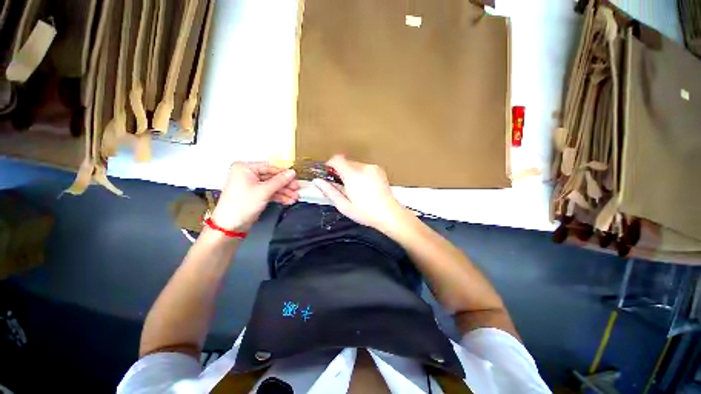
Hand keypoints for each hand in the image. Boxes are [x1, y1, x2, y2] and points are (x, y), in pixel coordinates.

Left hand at [211, 162, 298, 231]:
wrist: (230, 226)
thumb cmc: (242, 204)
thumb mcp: (264, 191)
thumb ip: (280, 181)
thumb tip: (292, 172)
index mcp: (245, 168)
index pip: (269, 167)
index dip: (283, 173)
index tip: (296, 177)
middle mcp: (247, 174)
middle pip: (272, 177)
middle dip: (285, 185)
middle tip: (297, 189)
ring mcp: (251, 185)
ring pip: (272, 186)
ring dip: (284, 192)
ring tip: (295, 197)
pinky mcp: (255, 195)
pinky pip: (269, 193)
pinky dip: (278, 196)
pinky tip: (288, 200)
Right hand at [313, 155, 406, 231]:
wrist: (390, 214)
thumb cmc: (365, 213)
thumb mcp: (344, 206)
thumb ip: (330, 191)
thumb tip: (317, 181)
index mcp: (353, 175)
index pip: (337, 159)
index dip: (330, 164)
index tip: (328, 174)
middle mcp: (363, 167)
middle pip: (346, 162)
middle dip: (340, 171)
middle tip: (341, 185)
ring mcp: (373, 168)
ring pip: (355, 165)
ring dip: (351, 172)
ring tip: (354, 188)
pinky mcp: (379, 170)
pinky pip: (364, 167)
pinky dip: (360, 173)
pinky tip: (364, 187)